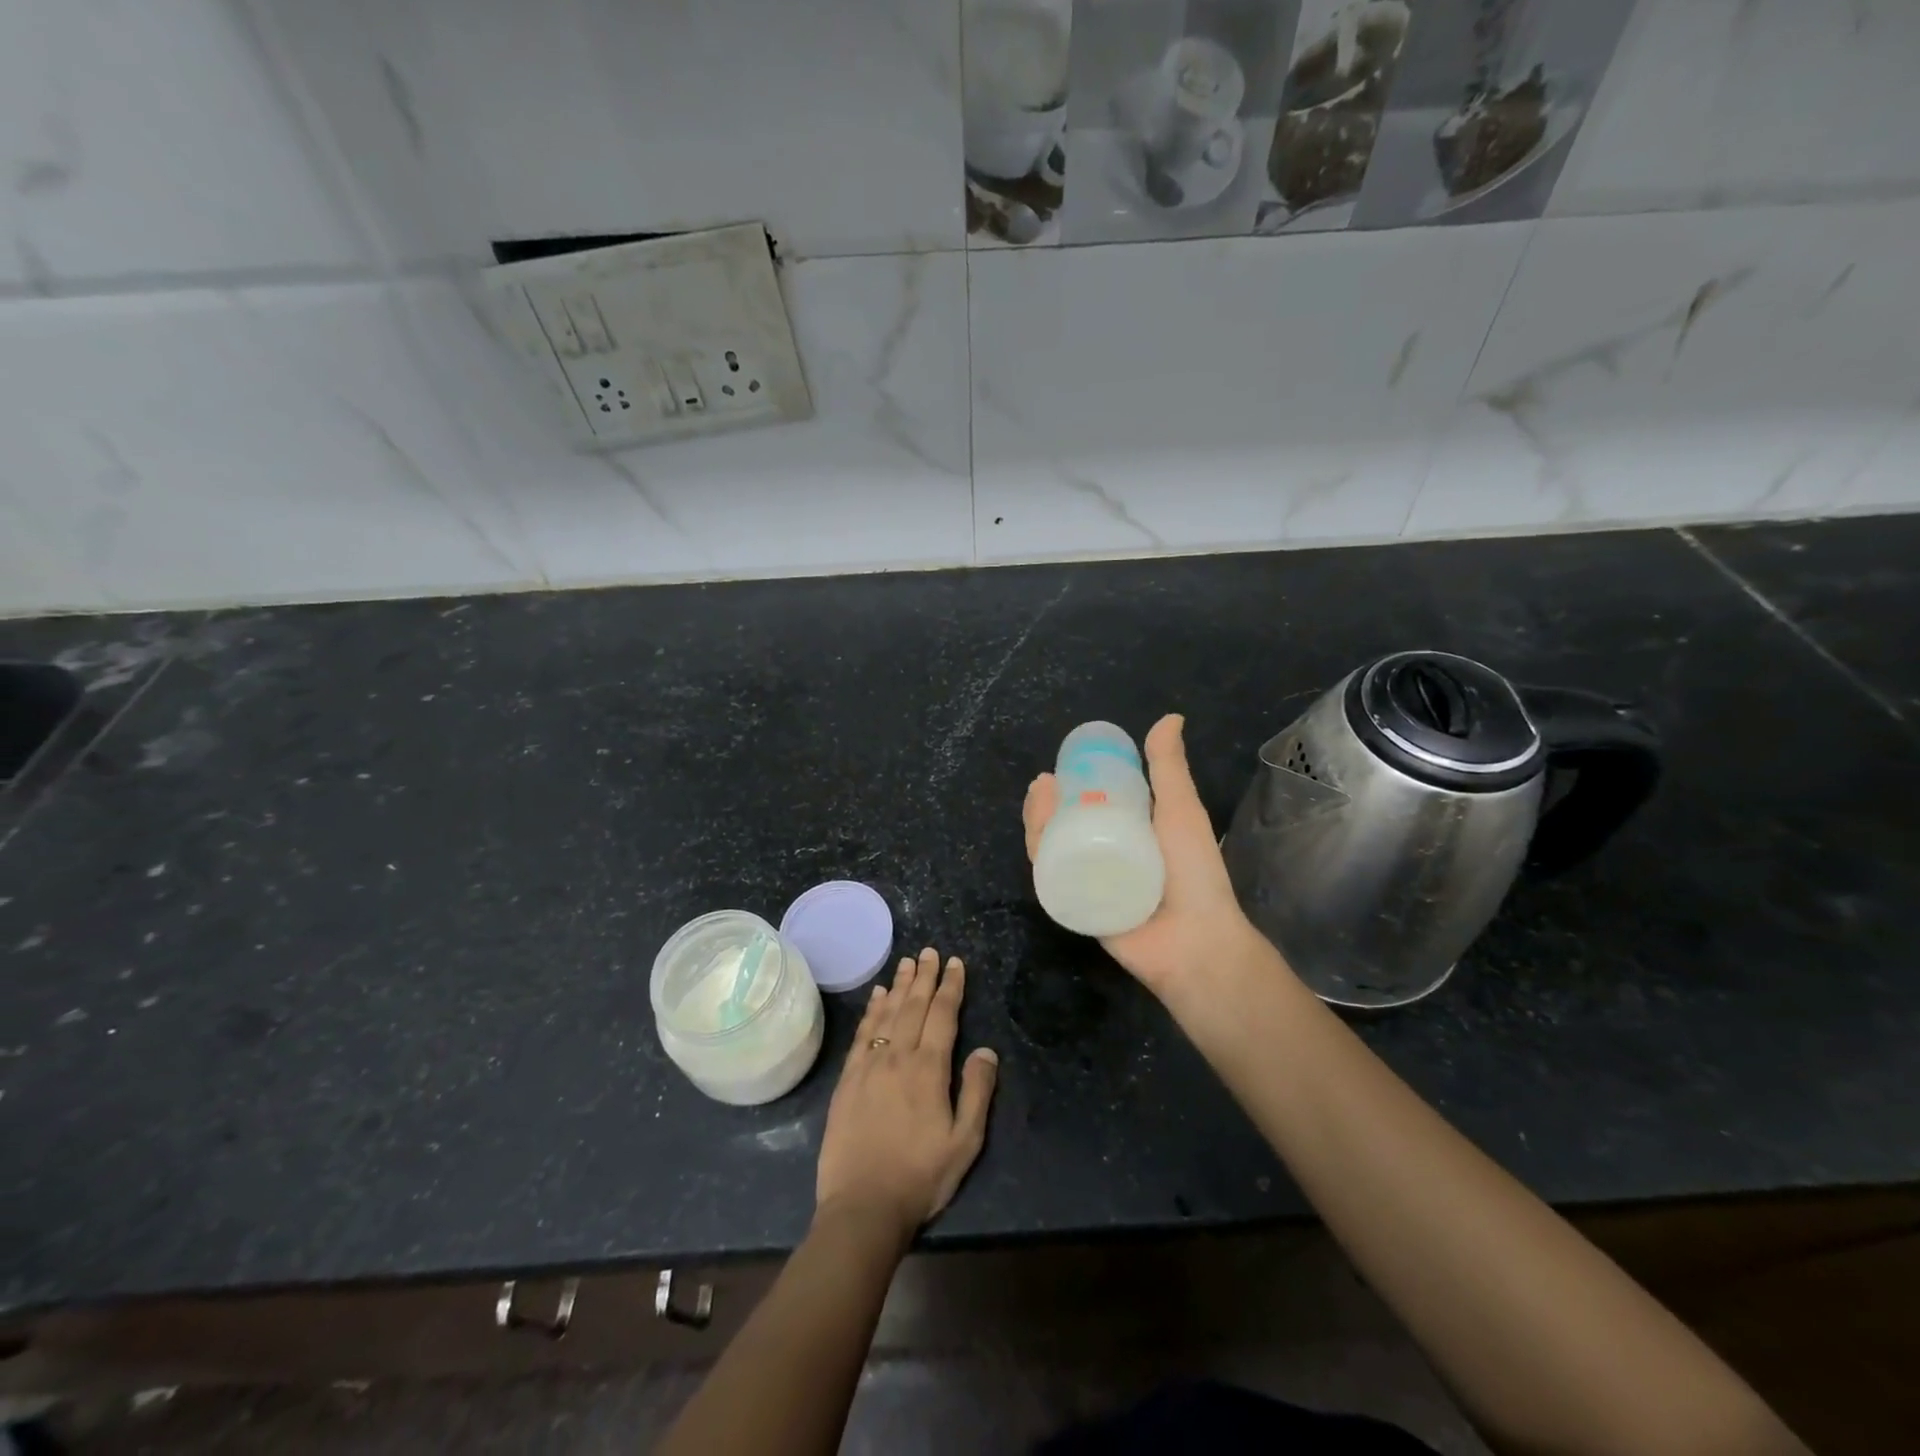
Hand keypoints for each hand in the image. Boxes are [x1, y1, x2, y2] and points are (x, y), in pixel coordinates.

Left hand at [815, 948, 998, 1243]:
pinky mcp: (848, 1079)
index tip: (955, 963)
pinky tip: (878, 997)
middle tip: (930, 952)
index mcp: (929, 1069)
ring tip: (907, 963)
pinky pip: (862, 1034)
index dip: (951, 987)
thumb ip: (976, 1092)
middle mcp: (898, 1057)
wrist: (863, 1206)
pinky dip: (872, 1011)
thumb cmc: (920, 1176)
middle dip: (924, 977)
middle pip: (914, 1006)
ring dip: (900, 986)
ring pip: (887, 1014)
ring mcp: (869, 1066)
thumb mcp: (965, 1142)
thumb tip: (986, 1050)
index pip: (942, 1015)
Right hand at [1023, 714, 1264, 998]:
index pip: (1090, 804)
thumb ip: (1170, 769)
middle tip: (1043, 785)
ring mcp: (1090, 883)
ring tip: (1038, 801)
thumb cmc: (1194, 873)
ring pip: (1053, 849)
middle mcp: (1106, 855)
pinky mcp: (1077, 907)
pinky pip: (1052, 880)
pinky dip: (1039, 857)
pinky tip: (1035, 837)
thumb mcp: (1181, 811)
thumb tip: (1170, 717)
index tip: (1059, 769)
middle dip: (1046, 803)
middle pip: (1064, 825)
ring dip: (1038, 823)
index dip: (1070, 786)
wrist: (1195, 941)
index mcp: (1129, 834)